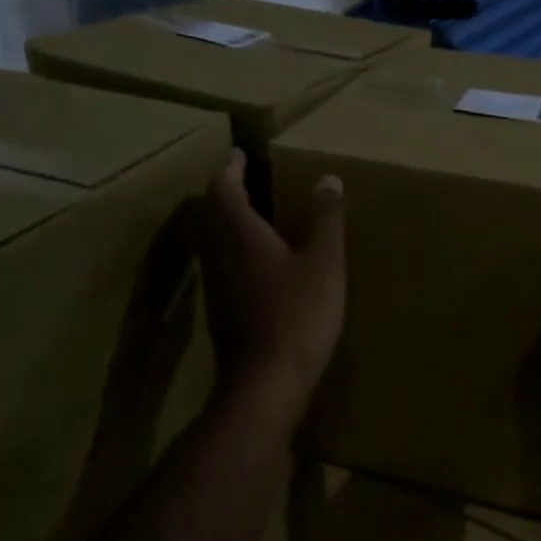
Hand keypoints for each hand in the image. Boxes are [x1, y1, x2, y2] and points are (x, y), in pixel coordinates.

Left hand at [197, 150, 345, 409]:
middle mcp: (220, 257)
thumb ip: (325, 220)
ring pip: (216, 244)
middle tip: (247, 182)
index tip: (239, 154)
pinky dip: (238, 255)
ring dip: (230, 225)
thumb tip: (327, 179)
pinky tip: (262, 267)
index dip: (231, 169)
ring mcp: (217, 289)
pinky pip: (224, 269)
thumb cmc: (297, 315)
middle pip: (212, 216)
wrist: (266, 385)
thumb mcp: (323, 263)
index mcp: (241, 236)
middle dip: (227, 195)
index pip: (224, 190)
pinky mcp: (223, 314)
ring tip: (257, 219)